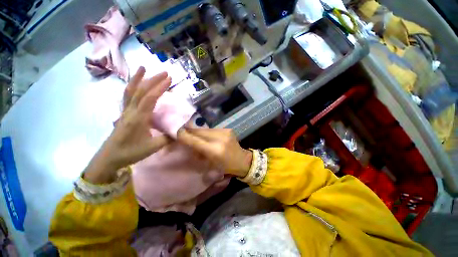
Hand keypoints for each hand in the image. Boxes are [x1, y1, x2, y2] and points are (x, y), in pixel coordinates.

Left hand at [84, 67, 171, 183]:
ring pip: (130, 90)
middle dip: (153, 79)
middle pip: (141, 90)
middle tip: (165, 73)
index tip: (170, 79)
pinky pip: (127, 96)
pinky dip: (132, 86)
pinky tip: (136, 83)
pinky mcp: (124, 113)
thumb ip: (168, 138)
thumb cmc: (130, 152)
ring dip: (138, 78)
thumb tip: (181, 132)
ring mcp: (125, 111)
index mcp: (139, 118)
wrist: (109, 157)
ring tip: (143, 68)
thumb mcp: (153, 147)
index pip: (150, 98)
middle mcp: (131, 111)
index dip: (160, 87)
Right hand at [177, 128, 252, 176]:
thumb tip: (189, 143)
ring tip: (197, 136)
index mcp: (214, 150)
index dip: (184, 136)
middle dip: (191, 132)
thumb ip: (199, 152)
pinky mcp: (228, 129)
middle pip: (199, 131)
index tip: (176, 133)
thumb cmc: (226, 166)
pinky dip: (208, 132)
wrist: (242, 160)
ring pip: (206, 129)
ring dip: (200, 132)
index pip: (195, 140)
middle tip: (184, 132)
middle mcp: (219, 139)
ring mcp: (225, 132)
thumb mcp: (211, 163)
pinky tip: (209, 137)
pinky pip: (213, 129)